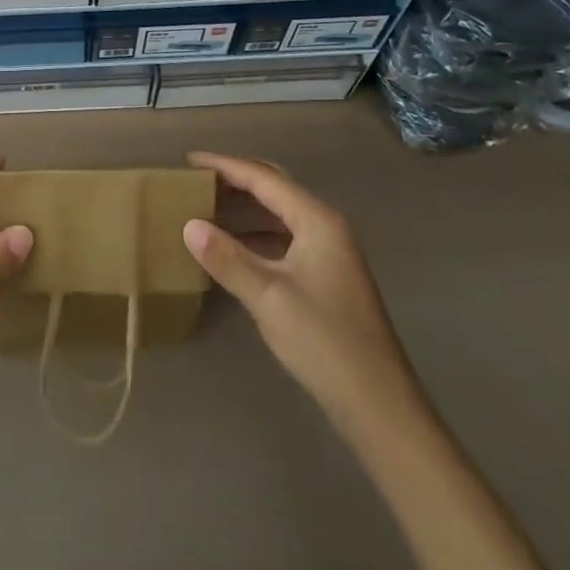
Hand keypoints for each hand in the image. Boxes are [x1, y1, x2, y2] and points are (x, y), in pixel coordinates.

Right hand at [183, 151, 420, 432]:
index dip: (225, 166)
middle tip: (198, 179)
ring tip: (209, 207)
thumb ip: (227, 258)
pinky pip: (285, 239)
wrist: (380, 408)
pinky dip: (257, 236)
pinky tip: (234, 249)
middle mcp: (326, 227)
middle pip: (275, 188)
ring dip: (246, 208)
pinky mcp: (327, 278)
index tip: (190, 161)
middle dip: (237, 179)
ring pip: (280, 214)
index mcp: (317, 220)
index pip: (263, 178)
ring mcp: (330, 253)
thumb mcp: (268, 297)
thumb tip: (189, 225)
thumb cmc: (324, 342)